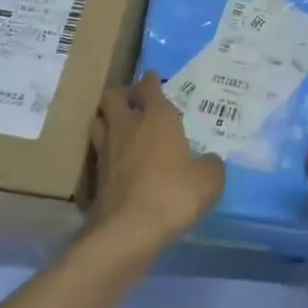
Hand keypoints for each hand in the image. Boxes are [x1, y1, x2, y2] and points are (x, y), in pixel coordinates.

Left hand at [87, 71, 224, 256]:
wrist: (128, 231)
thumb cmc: (173, 195)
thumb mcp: (208, 180)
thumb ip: (211, 165)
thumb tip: (209, 160)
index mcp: (157, 119)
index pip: (149, 87)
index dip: (151, 80)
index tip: (153, 76)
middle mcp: (128, 128)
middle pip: (113, 97)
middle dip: (123, 94)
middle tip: (134, 101)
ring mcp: (107, 151)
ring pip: (99, 121)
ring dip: (108, 119)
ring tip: (120, 126)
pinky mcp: (96, 177)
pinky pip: (97, 152)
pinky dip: (105, 150)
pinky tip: (116, 160)